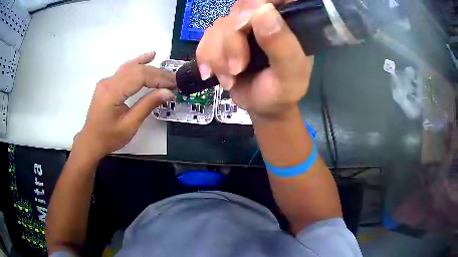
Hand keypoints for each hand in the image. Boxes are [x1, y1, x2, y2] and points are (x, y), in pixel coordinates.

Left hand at [73, 52, 174, 159]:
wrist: (91, 141)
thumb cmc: (109, 137)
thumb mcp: (130, 125)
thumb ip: (148, 105)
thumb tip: (169, 93)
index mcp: (112, 92)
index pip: (139, 76)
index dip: (159, 79)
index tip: (174, 85)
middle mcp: (109, 81)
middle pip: (137, 70)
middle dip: (157, 74)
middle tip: (174, 81)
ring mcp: (107, 81)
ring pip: (132, 67)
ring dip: (151, 69)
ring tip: (167, 73)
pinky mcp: (108, 83)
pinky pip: (125, 69)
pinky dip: (138, 62)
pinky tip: (149, 56)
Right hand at [196, 0, 312, 119]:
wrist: (261, 106)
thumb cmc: (281, 93)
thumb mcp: (290, 75)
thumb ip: (282, 45)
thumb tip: (263, 10)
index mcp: (289, 21)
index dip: (255, 7)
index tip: (246, 31)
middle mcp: (265, 17)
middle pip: (239, 10)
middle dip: (231, 42)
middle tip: (237, 69)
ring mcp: (243, 26)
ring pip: (219, 25)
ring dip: (218, 55)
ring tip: (230, 77)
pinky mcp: (224, 36)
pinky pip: (205, 37)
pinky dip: (206, 57)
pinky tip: (214, 73)